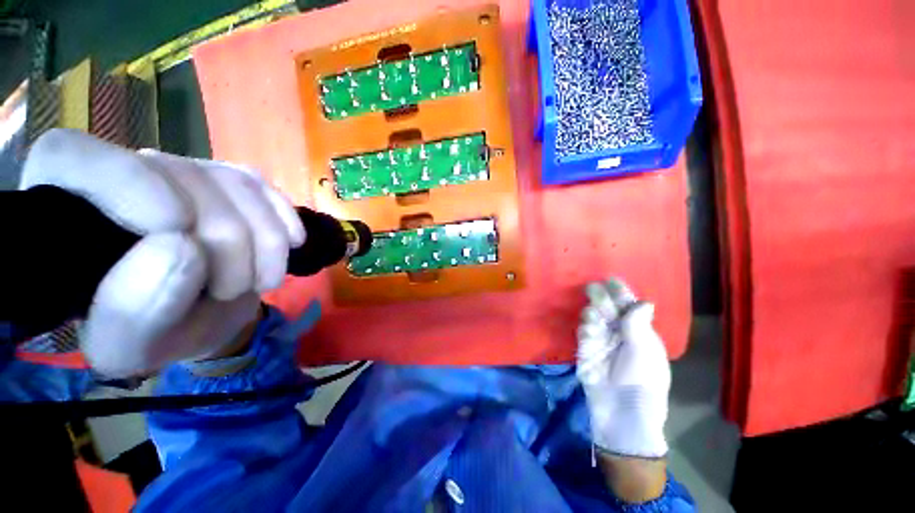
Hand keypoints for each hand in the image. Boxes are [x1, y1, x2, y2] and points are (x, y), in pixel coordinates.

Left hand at [21, 129, 304, 376]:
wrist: (201, 315)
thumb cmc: (154, 333)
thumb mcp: (132, 345)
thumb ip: (136, 309)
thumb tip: (183, 248)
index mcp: (66, 211)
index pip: (75, 159)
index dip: (128, 184)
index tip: (180, 232)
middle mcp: (122, 175)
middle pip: (180, 176)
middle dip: (226, 239)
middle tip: (233, 290)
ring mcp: (184, 173)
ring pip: (234, 182)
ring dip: (264, 238)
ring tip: (263, 280)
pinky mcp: (230, 182)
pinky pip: (264, 186)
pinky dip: (283, 217)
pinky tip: (291, 243)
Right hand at [577, 278, 670, 458]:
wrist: (621, 412)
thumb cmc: (642, 381)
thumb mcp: (644, 352)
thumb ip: (638, 325)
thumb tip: (645, 301)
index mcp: (639, 333)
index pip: (628, 307)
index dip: (621, 293)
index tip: (611, 280)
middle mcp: (618, 333)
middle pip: (607, 308)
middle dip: (601, 297)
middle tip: (593, 290)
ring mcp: (600, 341)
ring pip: (592, 316)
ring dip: (592, 312)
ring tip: (594, 316)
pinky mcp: (585, 350)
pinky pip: (582, 332)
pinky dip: (584, 328)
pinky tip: (588, 330)